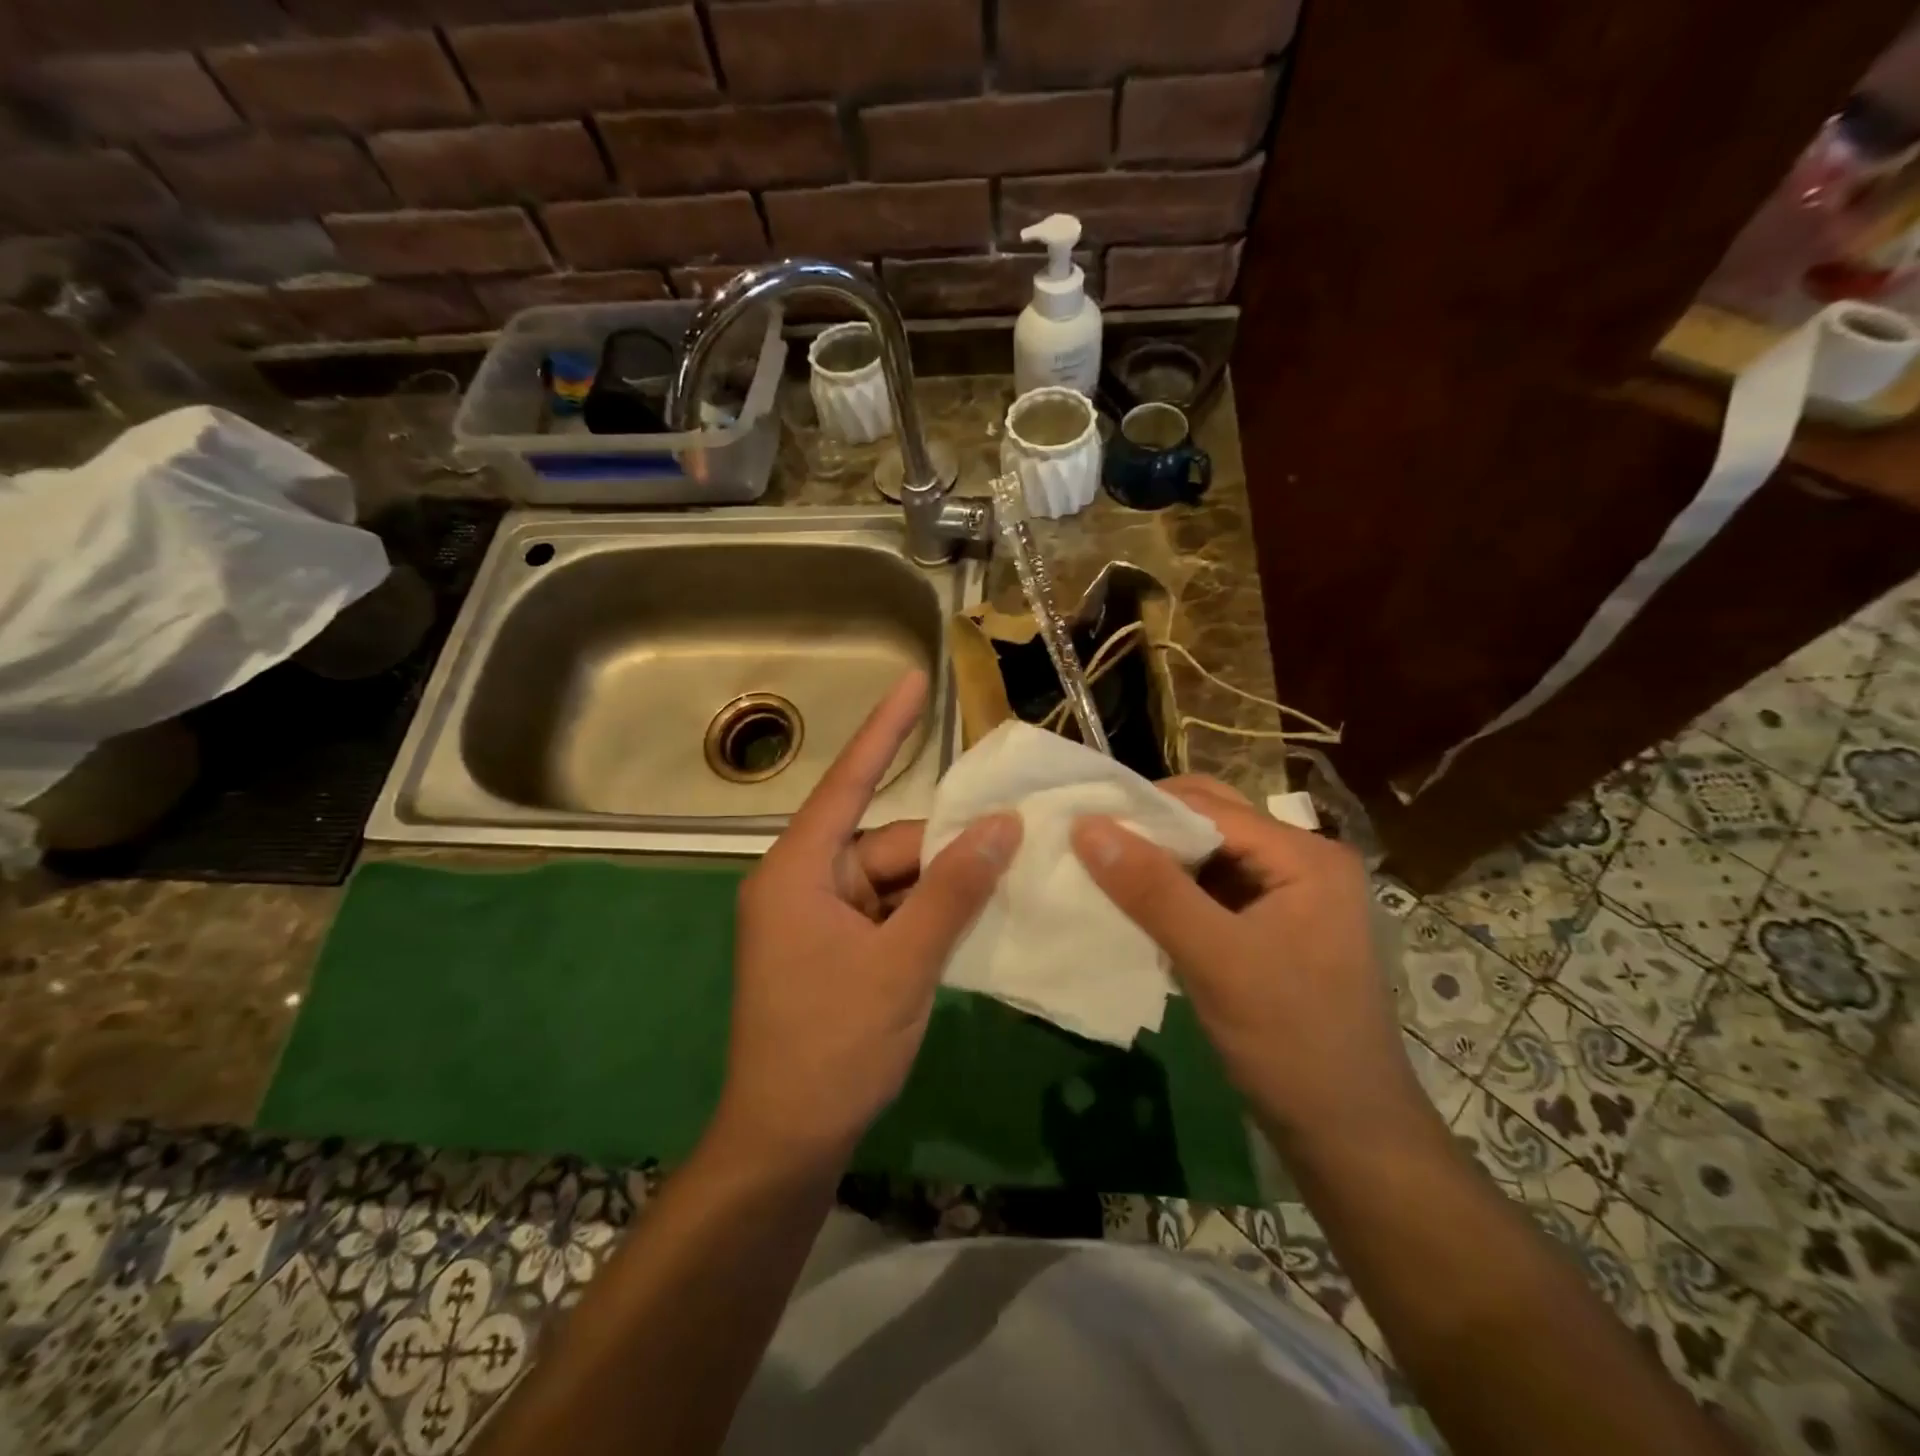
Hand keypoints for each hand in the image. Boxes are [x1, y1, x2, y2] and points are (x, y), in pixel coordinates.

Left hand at [715, 671, 1020, 1164]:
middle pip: (887, 844)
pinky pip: (892, 913)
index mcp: (799, 871)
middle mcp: (806, 883)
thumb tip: (1002, 827)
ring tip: (1009, 881)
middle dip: (947, 848)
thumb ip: (953, 891)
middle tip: (1018, 841)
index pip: (849, 782)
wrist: (789, 1140)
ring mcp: (821, 920)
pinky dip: (930, 915)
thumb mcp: (902, 963)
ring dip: (945, 886)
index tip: (915, 680)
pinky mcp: (837, 950)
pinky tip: (977, 918)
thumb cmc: (833, 1046)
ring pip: (896, 880)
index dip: (886, 728)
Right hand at [1070, 777, 1430, 1148]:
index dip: (1145, 809)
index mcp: (1305, 856)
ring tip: (1099, 867)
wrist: (1347, 1137)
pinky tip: (1132, 904)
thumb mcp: (1217, 960)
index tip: (1081, 819)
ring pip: (1206, 856)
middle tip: (1087, 842)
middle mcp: (1300, 863)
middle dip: (1150, 829)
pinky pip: (1210, 891)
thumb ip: (1152, 890)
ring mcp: (1286, 897)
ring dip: (1157, 861)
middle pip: (1211, 823)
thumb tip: (1086, 825)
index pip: (1211, 808)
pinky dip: (1171, 892)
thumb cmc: (1292, 1042)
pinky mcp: (1269, 929)